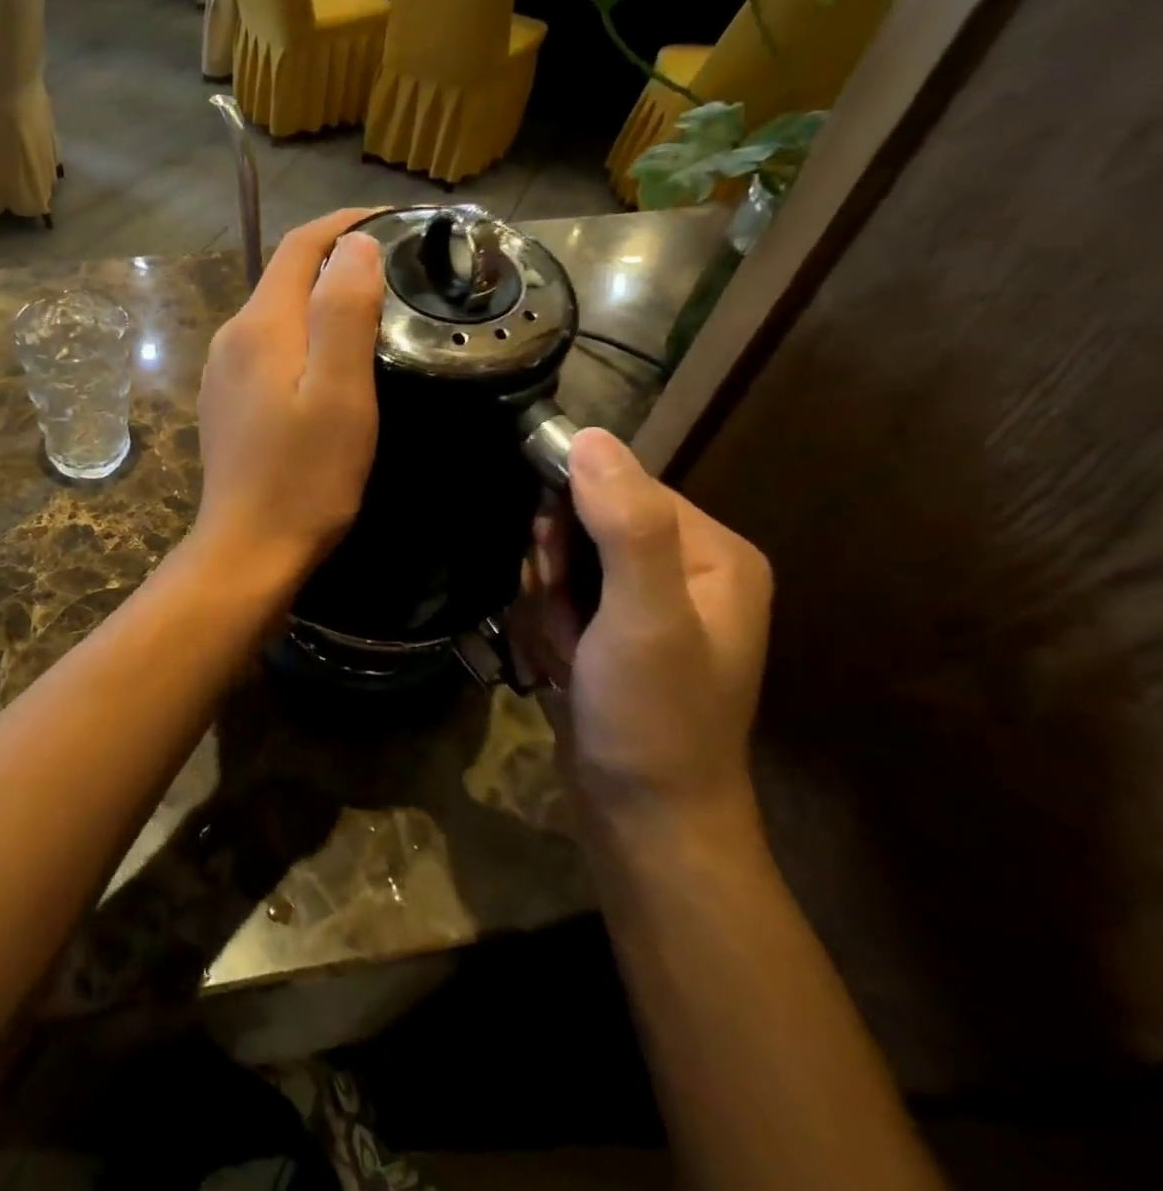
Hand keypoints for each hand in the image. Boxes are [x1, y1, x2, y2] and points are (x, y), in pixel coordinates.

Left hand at [191, 210, 383, 588]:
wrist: (248, 547)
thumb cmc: (305, 476)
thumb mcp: (340, 392)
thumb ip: (344, 311)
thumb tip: (354, 245)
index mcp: (260, 326)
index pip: (300, 245)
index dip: (345, 224)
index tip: (394, 223)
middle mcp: (231, 337)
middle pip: (285, 276)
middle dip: (336, 260)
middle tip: (395, 271)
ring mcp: (222, 372)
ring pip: (275, 314)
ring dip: (319, 301)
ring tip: (370, 313)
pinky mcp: (225, 402)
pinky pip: (266, 349)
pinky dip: (300, 337)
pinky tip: (326, 363)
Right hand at [510, 429, 771, 828]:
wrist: (643, 819)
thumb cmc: (653, 717)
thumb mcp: (644, 619)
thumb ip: (625, 525)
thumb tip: (589, 436)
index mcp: (711, 552)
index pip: (615, 485)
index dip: (569, 522)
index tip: (558, 576)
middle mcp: (683, 568)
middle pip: (581, 523)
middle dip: (555, 574)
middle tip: (569, 627)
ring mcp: (645, 603)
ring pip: (558, 561)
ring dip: (545, 606)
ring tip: (567, 655)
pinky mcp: (612, 631)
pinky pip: (556, 597)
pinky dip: (545, 627)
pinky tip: (561, 666)